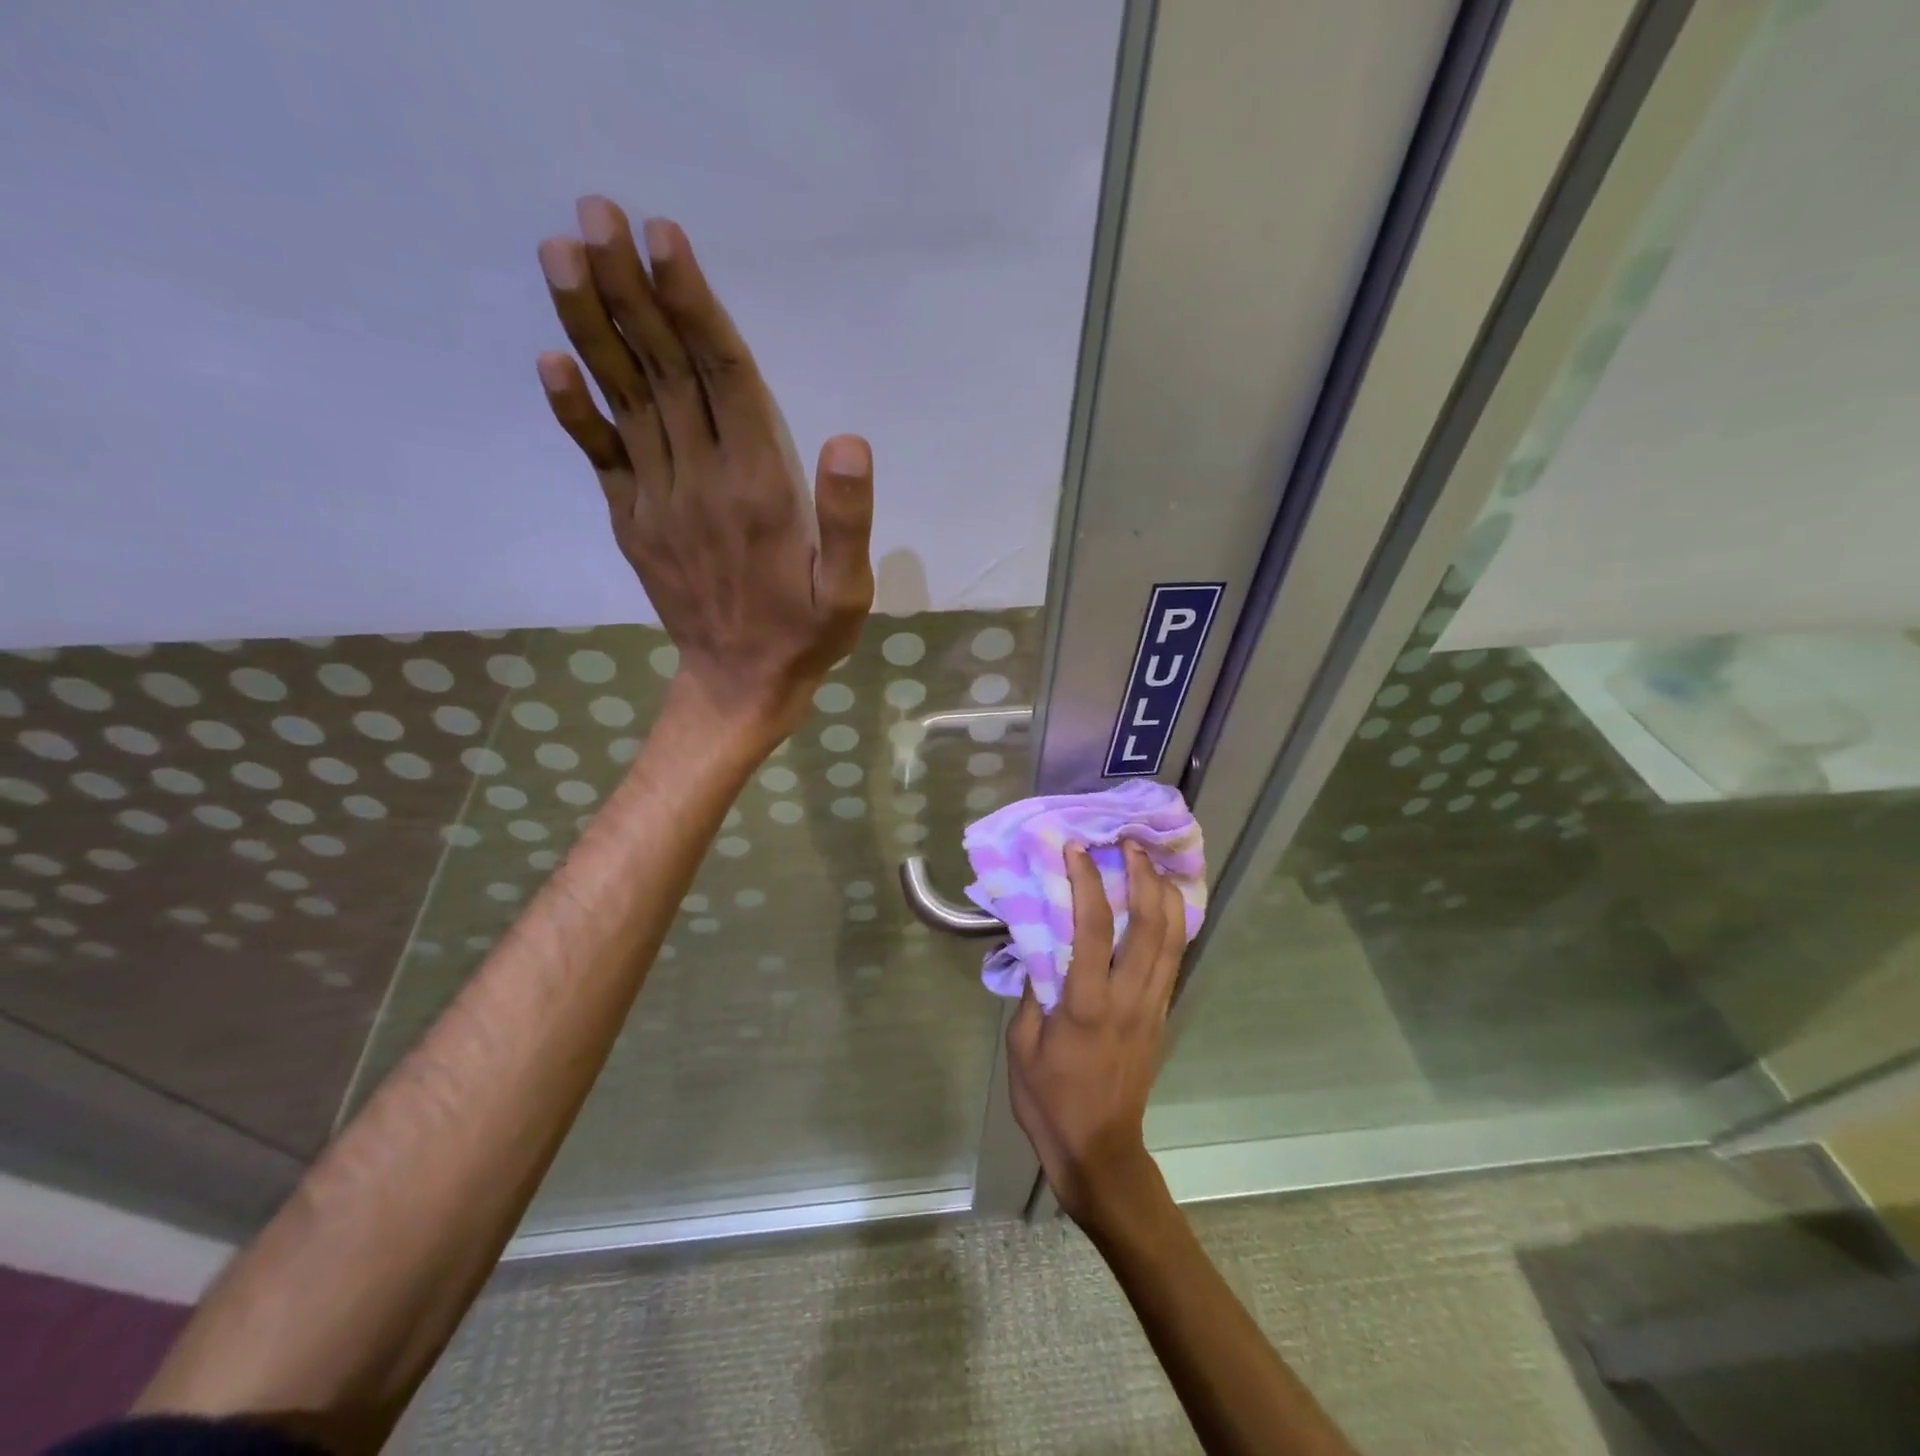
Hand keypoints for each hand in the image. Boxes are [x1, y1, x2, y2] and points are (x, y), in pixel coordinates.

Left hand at [536, 197, 873, 744]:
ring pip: (625, 402)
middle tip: (596, 212)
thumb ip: (848, 521)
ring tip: (561, 254)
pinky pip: (599, 458)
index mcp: (759, 491)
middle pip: (664, 374)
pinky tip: (551, 360)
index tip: (663, 237)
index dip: (694, 307)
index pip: (724, 380)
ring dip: (592, 327)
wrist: (738, 686)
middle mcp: (701, 483)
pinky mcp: (632, 523)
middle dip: (631, 291)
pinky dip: (574, 410)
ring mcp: (658, 503)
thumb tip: (850, 441)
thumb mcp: (850, 592)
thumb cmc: (804, 636)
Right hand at [1006, 842, 1186, 1232]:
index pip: (1092, 928)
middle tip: (1127, 845)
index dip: (1085, 882)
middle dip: (1141, 876)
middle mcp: (1129, 997)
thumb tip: (1041, 945)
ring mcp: (1153, 1006)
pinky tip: (1160, 904)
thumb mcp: (1022, 1044)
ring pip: (1172, 938)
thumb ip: (1034, 989)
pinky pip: (1173, 958)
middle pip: (1149, 924)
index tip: (1076, 851)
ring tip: (1148, 863)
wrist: (1099, 1150)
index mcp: (1087, 1004)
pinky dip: (1171, 923)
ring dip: (1163, 893)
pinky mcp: (1162, 1015)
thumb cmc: (1050, 1099)